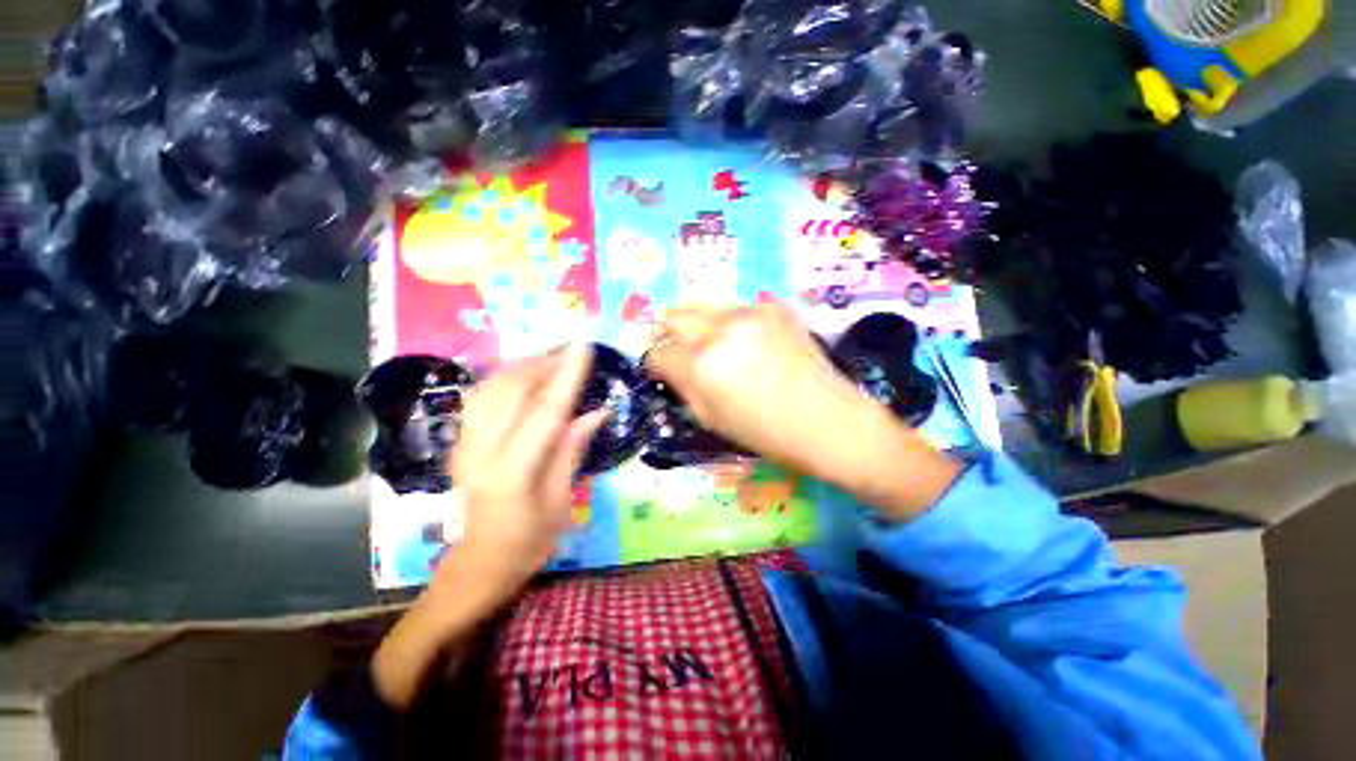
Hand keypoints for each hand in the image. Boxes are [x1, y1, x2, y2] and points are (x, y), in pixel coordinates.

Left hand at [444, 344, 607, 602]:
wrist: (479, 565)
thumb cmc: (529, 541)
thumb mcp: (561, 500)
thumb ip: (573, 449)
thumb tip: (599, 410)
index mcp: (513, 473)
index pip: (545, 412)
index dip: (567, 376)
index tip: (583, 348)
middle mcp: (481, 451)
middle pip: (513, 390)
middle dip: (544, 363)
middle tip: (572, 352)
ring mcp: (463, 445)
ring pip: (490, 387)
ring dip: (523, 366)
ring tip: (551, 360)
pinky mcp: (458, 442)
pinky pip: (478, 397)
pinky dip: (502, 378)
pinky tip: (522, 376)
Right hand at [646, 302, 960, 517]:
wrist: (827, 420)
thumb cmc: (766, 432)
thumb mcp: (712, 419)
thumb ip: (684, 386)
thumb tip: (670, 365)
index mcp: (701, 365)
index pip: (658, 352)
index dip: (656, 363)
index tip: (663, 370)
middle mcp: (720, 330)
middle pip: (674, 316)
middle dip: (670, 334)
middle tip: (681, 351)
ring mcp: (749, 312)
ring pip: (704, 307)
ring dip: (701, 326)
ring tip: (717, 347)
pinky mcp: (773, 307)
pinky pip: (737, 308)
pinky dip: (732, 323)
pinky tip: (749, 343)